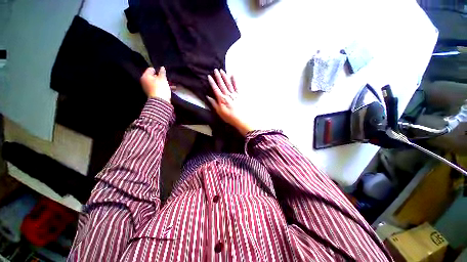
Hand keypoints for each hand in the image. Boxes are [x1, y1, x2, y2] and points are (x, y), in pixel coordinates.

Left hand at [140, 67, 171, 102]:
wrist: (160, 101)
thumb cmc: (160, 88)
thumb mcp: (163, 79)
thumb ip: (162, 72)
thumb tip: (162, 67)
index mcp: (145, 76)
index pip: (150, 69)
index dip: (158, 70)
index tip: (163, 73)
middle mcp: (145, 81)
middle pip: (153, 77)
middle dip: (161, 77)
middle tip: (167, 79)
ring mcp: (148, 88)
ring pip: (156, 83)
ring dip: (163, 83)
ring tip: (171, 85)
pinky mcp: (152, 93)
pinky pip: (158, 88)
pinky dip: (163, 88)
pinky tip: (170, 89)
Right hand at [207, 69, 253, 135]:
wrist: (241, 119)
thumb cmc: (229, 117)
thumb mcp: (219, 112)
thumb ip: (214, 104)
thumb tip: (208, 97)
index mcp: (222, 99)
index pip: (215, 89)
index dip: (212, 82)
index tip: (209, 76)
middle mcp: (227, 95)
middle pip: (222, 84)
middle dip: (218, 77)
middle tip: (216, 70)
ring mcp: (234, 94)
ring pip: (228, 84)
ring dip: (225, 77)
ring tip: (222, 71)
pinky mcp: (239, 95)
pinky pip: (237, 86)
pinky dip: (234, 81)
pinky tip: (233, 76)